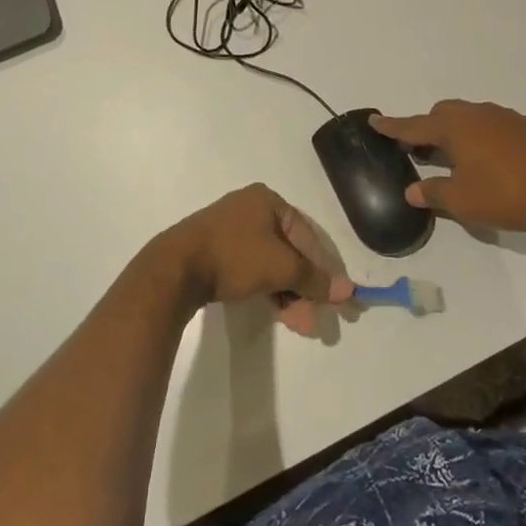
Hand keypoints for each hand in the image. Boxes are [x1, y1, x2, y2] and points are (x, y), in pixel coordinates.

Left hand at [150, 184, 353, 336]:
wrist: (176, 268)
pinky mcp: (216, 249)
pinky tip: (278, 312)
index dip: (326, 270)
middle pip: (291, 251)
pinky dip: (268, 288)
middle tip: (314, 321)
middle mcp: (251, 208)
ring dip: (289, 294)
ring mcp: (231, 228)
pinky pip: (253, 267)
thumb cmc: (234, 257)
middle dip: (305, 288)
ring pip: (272, 262)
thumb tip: (349, 291)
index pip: (308, 237)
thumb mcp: (281, 267)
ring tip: (298, 324)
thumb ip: (315, 279)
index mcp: (268, 200)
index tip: (339, 300)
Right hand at [371, 101, 525, 239]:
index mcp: (454, 127)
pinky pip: (489, 126)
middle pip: (441, 115)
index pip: (414, 125)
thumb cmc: (508, 194)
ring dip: (454, 133)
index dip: (392, 126)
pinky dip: (477, 138)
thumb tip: (412, 190)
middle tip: (418, 150)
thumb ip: (434, 193)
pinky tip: (486, 161)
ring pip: (468, 118)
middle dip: (426, 129)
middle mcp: (476, 114)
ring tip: (451, 158)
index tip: (374, 121)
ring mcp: (504, 117)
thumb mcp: (463, 200)